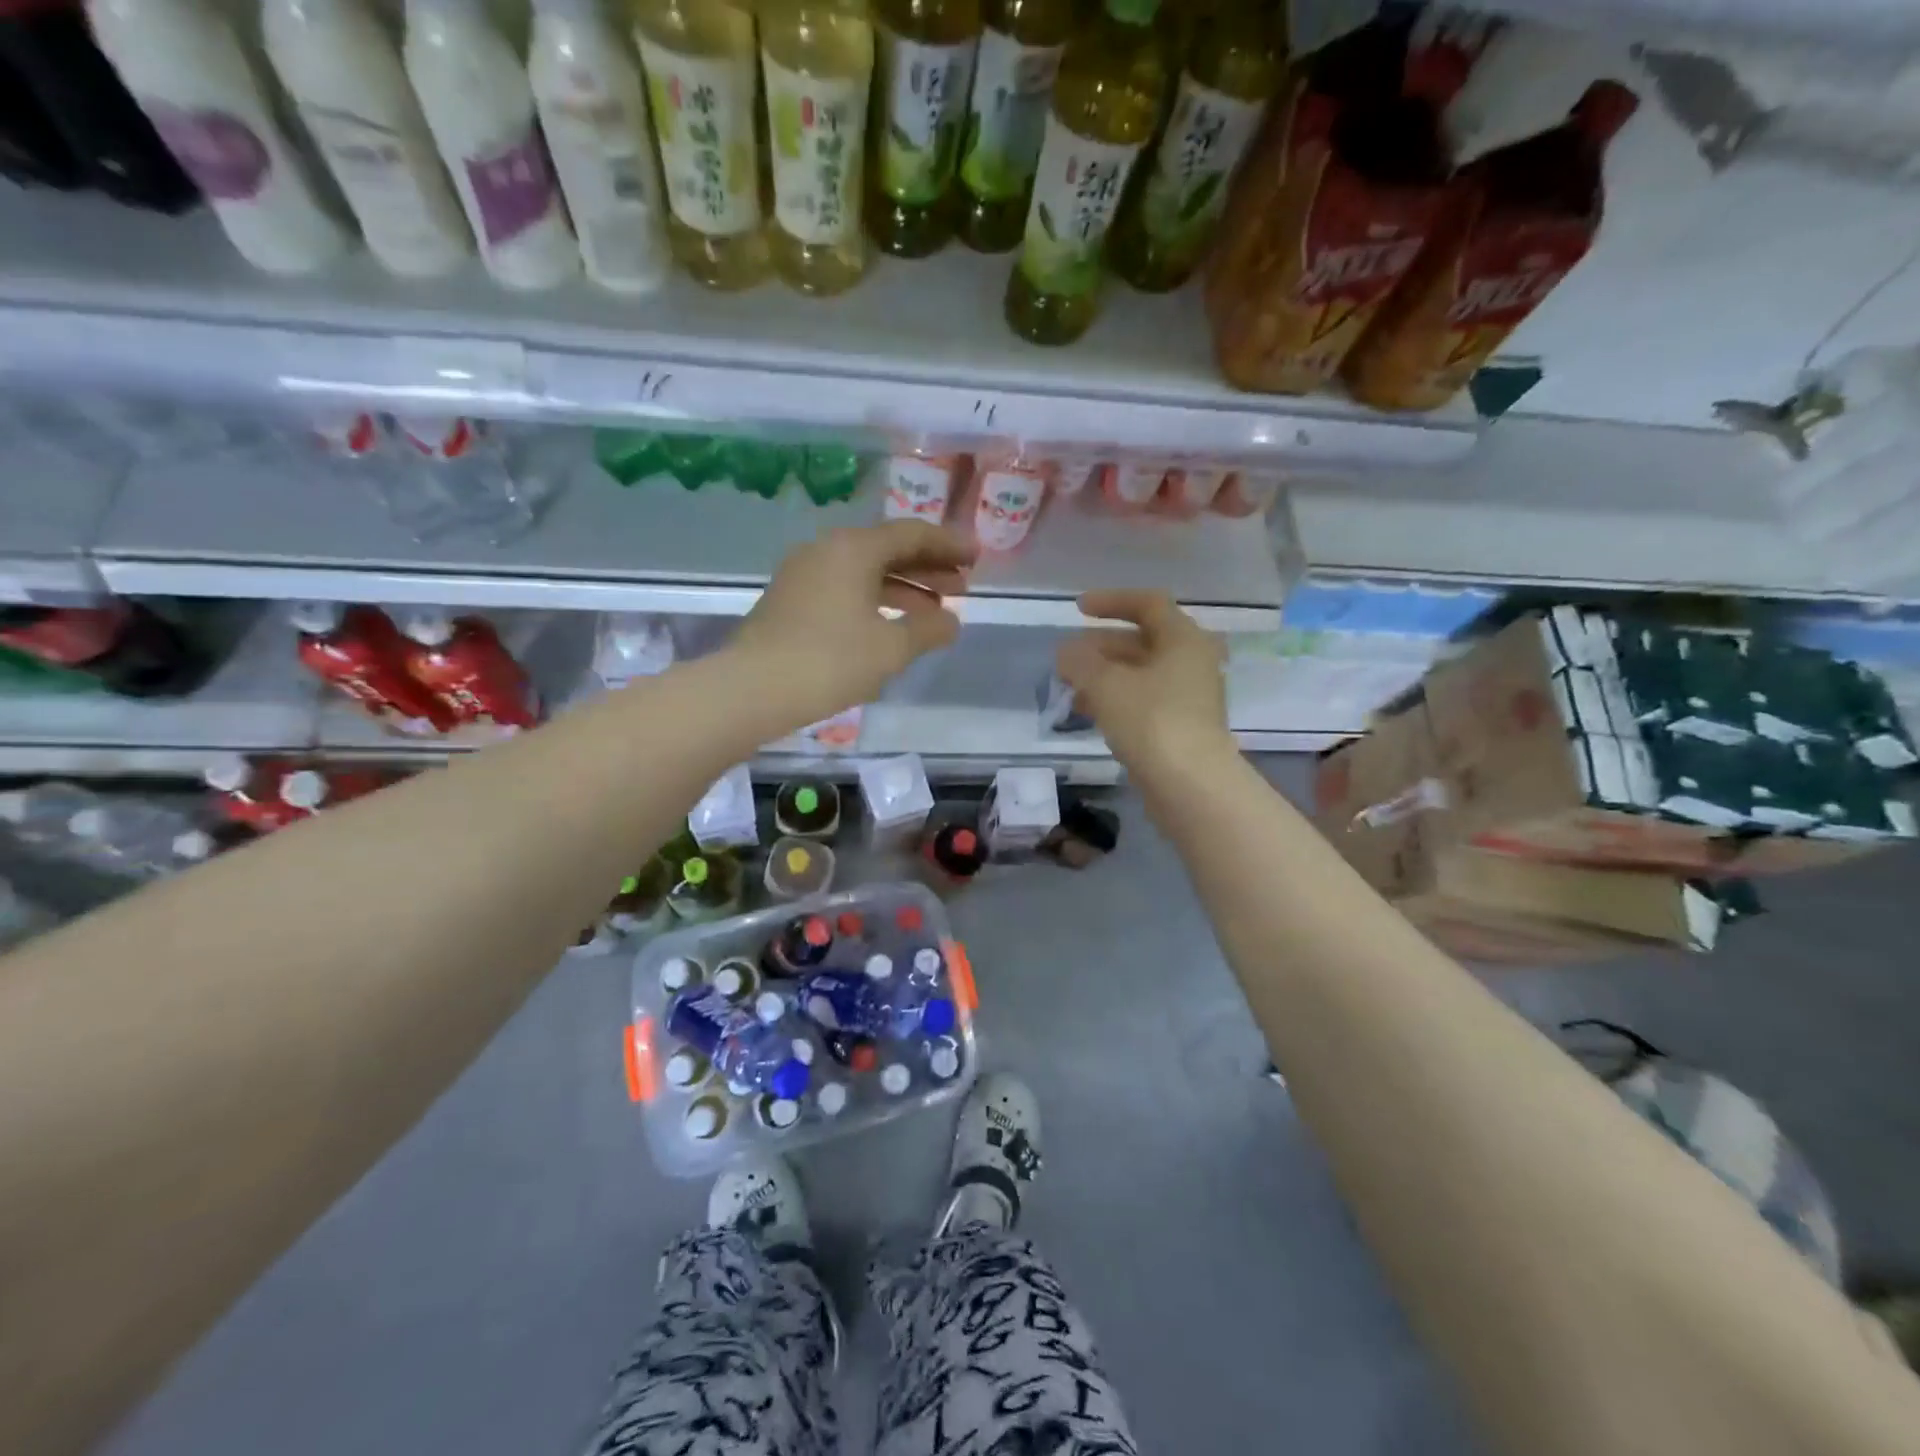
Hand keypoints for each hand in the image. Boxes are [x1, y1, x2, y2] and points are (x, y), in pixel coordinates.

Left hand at [730, 521, 974, 730]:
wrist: (751, 689)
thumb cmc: (829, 662)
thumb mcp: (891, 648)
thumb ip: (929, 629)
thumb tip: (951, 621)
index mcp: (854, 548)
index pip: (912, 533)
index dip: (949, 545)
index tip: (977, 558)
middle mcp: (828, 549)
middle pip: (888, 549)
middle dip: (929, 567)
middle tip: (962, 587)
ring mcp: (805, 574)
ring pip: (866, 571)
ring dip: (904, 587)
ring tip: (935, 612)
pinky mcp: (792, 600)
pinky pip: (846, 588)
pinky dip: (876, 600)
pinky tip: (892, 626)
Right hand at [1057, 591, 1232, 777]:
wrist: (1191, 785)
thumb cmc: (1151, 721)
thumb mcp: (1106, 684)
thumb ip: (1080, 661)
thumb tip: (1066, 652)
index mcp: (1183, 639)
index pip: (1148, 604)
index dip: (1111, 601)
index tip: (1078, 609)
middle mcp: (1191, 662)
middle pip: (1142, 641)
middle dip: (1100, 647)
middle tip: (1067, 658)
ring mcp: (1189, 697)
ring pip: (1140, 675)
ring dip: (1104, 676)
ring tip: (1070, 688)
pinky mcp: (1181, 727)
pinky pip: (1143, 701)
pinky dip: (1115, 700)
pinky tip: (1088, 714)